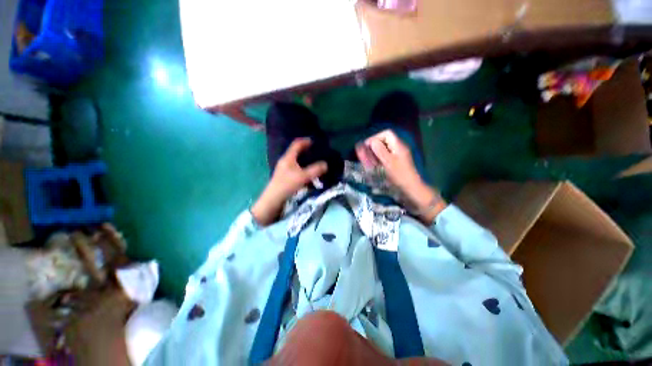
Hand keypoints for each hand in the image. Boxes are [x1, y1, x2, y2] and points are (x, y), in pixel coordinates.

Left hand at [252, 138, 327, 225]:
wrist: (273, 200)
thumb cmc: (287, 185)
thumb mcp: (303, 177)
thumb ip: (315, 170)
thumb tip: (326, 164)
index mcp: (288, 158)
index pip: (297, 144)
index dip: (305, 141)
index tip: (314, 141)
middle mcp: (285, 161)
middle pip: (296, 152)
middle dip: (307, 151)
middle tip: (317, 153)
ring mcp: (284, 169)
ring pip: (296, 162)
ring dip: (305, 161)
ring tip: (315, 163)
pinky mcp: (285, 177)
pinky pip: (296, 169)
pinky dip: (303, 169)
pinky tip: (309, 175)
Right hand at [357, 130, 445, 222]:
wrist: (411, 188)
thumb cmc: (399, 175)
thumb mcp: (388, 162)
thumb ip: (379, 150)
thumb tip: (371, 140)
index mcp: (398, 145)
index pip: (386, 133)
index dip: (375, 137)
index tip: (367, 146)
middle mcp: (398, 147)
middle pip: (384, 140)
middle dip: (373, 146)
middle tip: (365, 154)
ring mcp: (398, 154)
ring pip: (383, 149)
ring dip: (374, 152)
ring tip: (367, 160)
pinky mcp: (396, 161)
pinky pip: (385, 156)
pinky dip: (378, 158)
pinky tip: (373, 164)